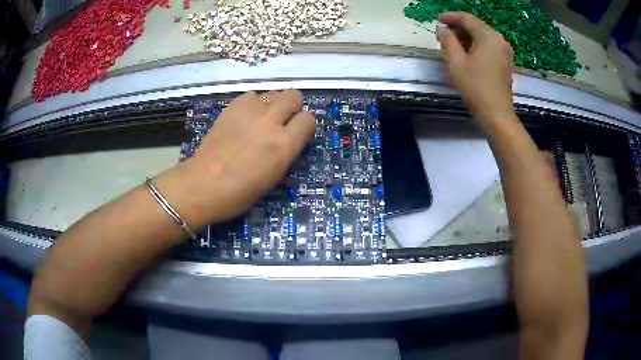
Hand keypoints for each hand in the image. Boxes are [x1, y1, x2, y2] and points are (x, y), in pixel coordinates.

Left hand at [186, 90, 314, 221]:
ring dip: (271, 105)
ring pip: (272, 93)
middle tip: (281, 121)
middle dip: (291, 107)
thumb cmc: (241, 192)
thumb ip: (286, 151)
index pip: (308, 119)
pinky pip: (251, 96)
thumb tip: (288, 137)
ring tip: (260, 120)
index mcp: (284, 145)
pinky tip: (243, 119)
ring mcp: (250, 111)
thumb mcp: (274, 176)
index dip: (304, 126)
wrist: (205, 183)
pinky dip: (251, 104)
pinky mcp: (232, 107)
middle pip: (293, 96)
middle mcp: (271, 122)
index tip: (296, 133)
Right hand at [436, 12, 514, 124]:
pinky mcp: (506, 61)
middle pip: (476, 25)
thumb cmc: (475, 87)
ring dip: (467, 36)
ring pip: (483, 35)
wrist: (497, 114)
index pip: (467, 18)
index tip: (437, 19)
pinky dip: (477, 44)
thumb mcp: (455, 62)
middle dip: (459, 27)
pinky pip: (489, 45)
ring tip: (453, 43)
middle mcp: (499, 39)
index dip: (450, 17)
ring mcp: (505, 50)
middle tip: (443, 33)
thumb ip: (447, 40)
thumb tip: (441, 27)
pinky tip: (467, 52)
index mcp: (488, 36)